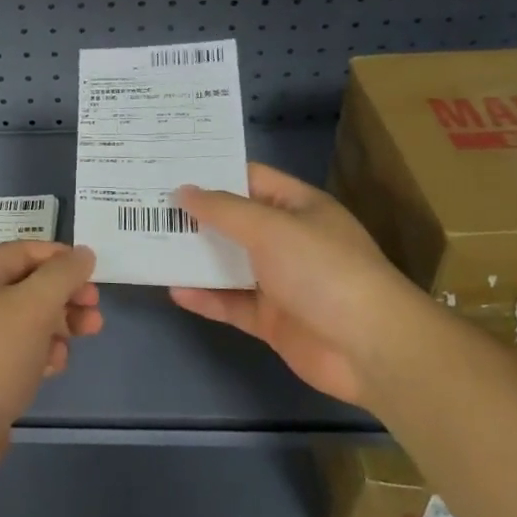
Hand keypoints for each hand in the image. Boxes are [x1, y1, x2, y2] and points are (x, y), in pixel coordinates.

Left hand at [0, 241, 101, 487]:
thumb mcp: (33, 307)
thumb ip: (62, 276)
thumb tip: (83, 253)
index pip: (27, 251)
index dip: (63, 260)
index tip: (94, 278)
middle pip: (29, 285)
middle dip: (65, 296)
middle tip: (95, 313)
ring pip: (27, 319)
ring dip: (58, 325)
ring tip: (83, 338)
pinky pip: (17, 350)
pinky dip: (40, 352)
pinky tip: (54, 366)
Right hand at [171, 163, 428, 408]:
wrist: (371, 348)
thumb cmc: (323, 269)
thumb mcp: (270, 227)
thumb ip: (223, 210)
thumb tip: (183, 190)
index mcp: (297, 206)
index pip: (249, 178)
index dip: (211, 172)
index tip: (168, 168)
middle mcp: (287, 239)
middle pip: (233, 221)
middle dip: (194, 215)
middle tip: (145, 205)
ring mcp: (280, 281)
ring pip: (228, 263)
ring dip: (195, 257)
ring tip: (148, 243)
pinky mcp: (272, 320)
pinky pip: (231, 303)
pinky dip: (205, 298)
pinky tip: (173, 290)